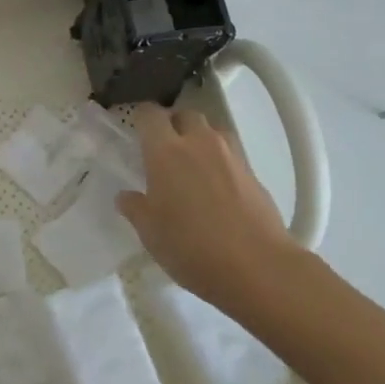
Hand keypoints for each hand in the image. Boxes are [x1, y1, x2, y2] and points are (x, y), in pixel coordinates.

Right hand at [117, 105, 294, 310]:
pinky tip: (217, 190)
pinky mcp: (254, 174)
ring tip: (193, 166)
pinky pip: (232, 155)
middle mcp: (199, 143)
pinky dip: (221, 163)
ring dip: (201, 140)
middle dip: (174, 125)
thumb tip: (126, 196)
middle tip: (165, 149)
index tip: (137, 131)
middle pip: (186, 114)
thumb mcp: (150, 232)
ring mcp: (231, 156)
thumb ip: (135, 208)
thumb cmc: (191, 247)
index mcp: (166, 151)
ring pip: (212, 131)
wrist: (258, 268)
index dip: (142, 118)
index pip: (150, 114)